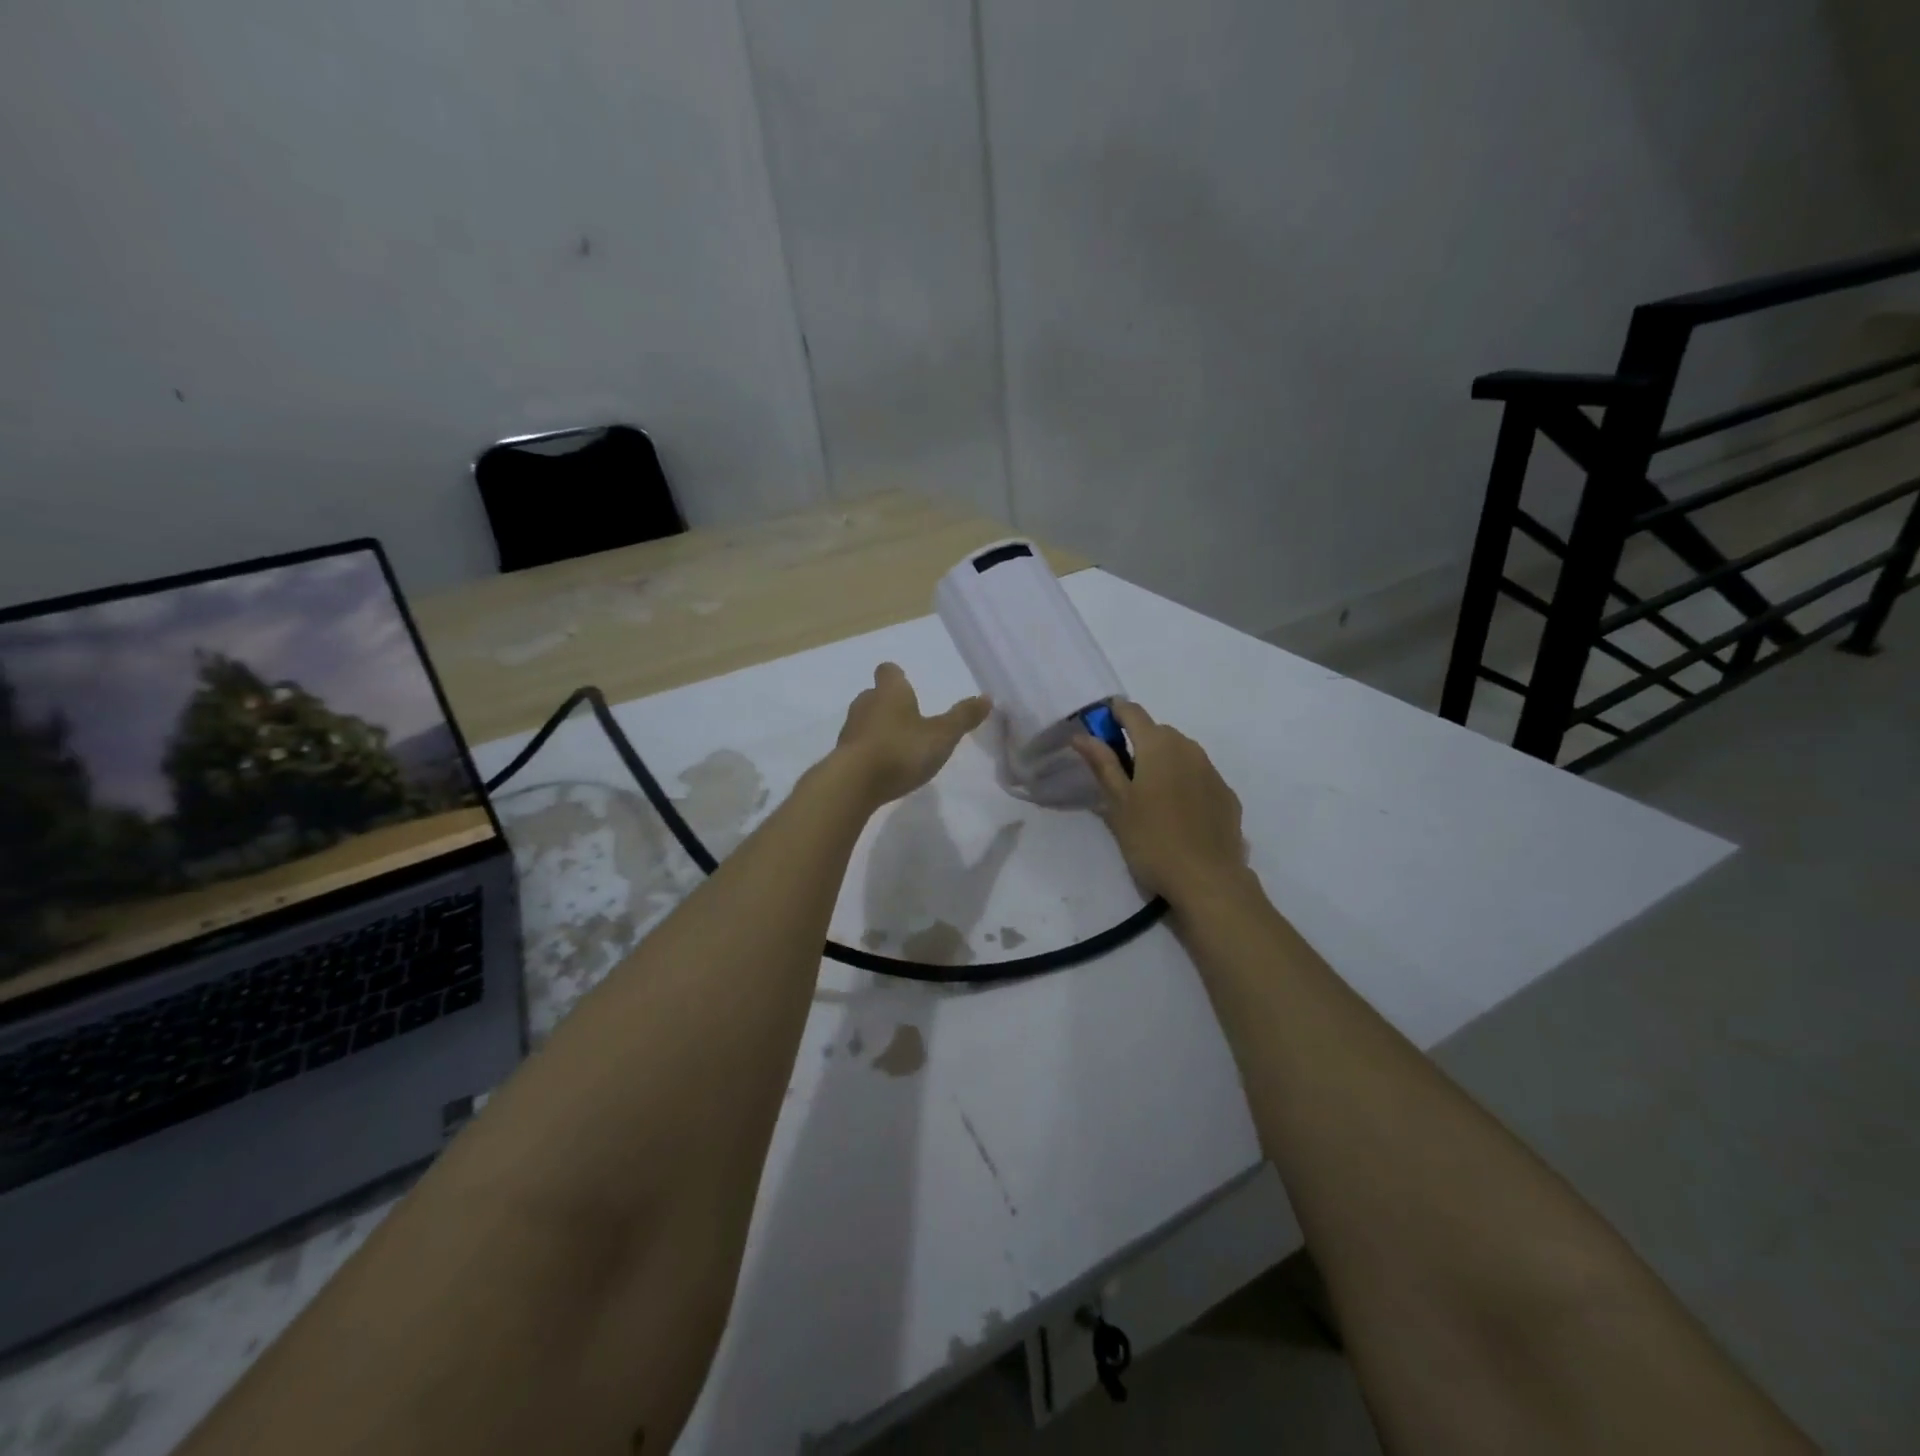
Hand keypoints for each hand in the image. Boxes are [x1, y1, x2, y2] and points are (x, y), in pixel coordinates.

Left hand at [833, 663, 990, 807]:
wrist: (853, 784)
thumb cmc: (901, 750)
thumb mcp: (941, 736)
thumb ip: (963, 717)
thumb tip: (987, 697)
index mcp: (890, 692)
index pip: (889, 671)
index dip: (897, 676)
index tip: (907, 684)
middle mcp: (865, 703)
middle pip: (875, 695)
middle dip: (889, 704)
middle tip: (909, 718)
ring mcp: (850, 730)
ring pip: (865, 720)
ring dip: (879, 728)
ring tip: (898, 745)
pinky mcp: (842, 755)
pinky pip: (858, 746)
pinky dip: (869, 751)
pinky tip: (882, 767)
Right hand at [1072, 701, 1247, 907]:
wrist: (1208, 880)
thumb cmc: (1152, 839)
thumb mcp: (1118, 803)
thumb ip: (1102, 764)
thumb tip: (1082, 735)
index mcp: (1158, 745)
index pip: (1132, 712)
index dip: (1114, 713)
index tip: (1099, 725)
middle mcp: (1189, 748)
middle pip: (1158, 732)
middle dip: (1138, 742)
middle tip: (1121, 774)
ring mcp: (1212, 771)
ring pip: (1182, 754)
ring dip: (1163, 762)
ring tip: (1149, 796)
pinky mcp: (1227, 795)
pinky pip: (1199, 776)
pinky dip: (1184, 783)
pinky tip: (1177, 813)